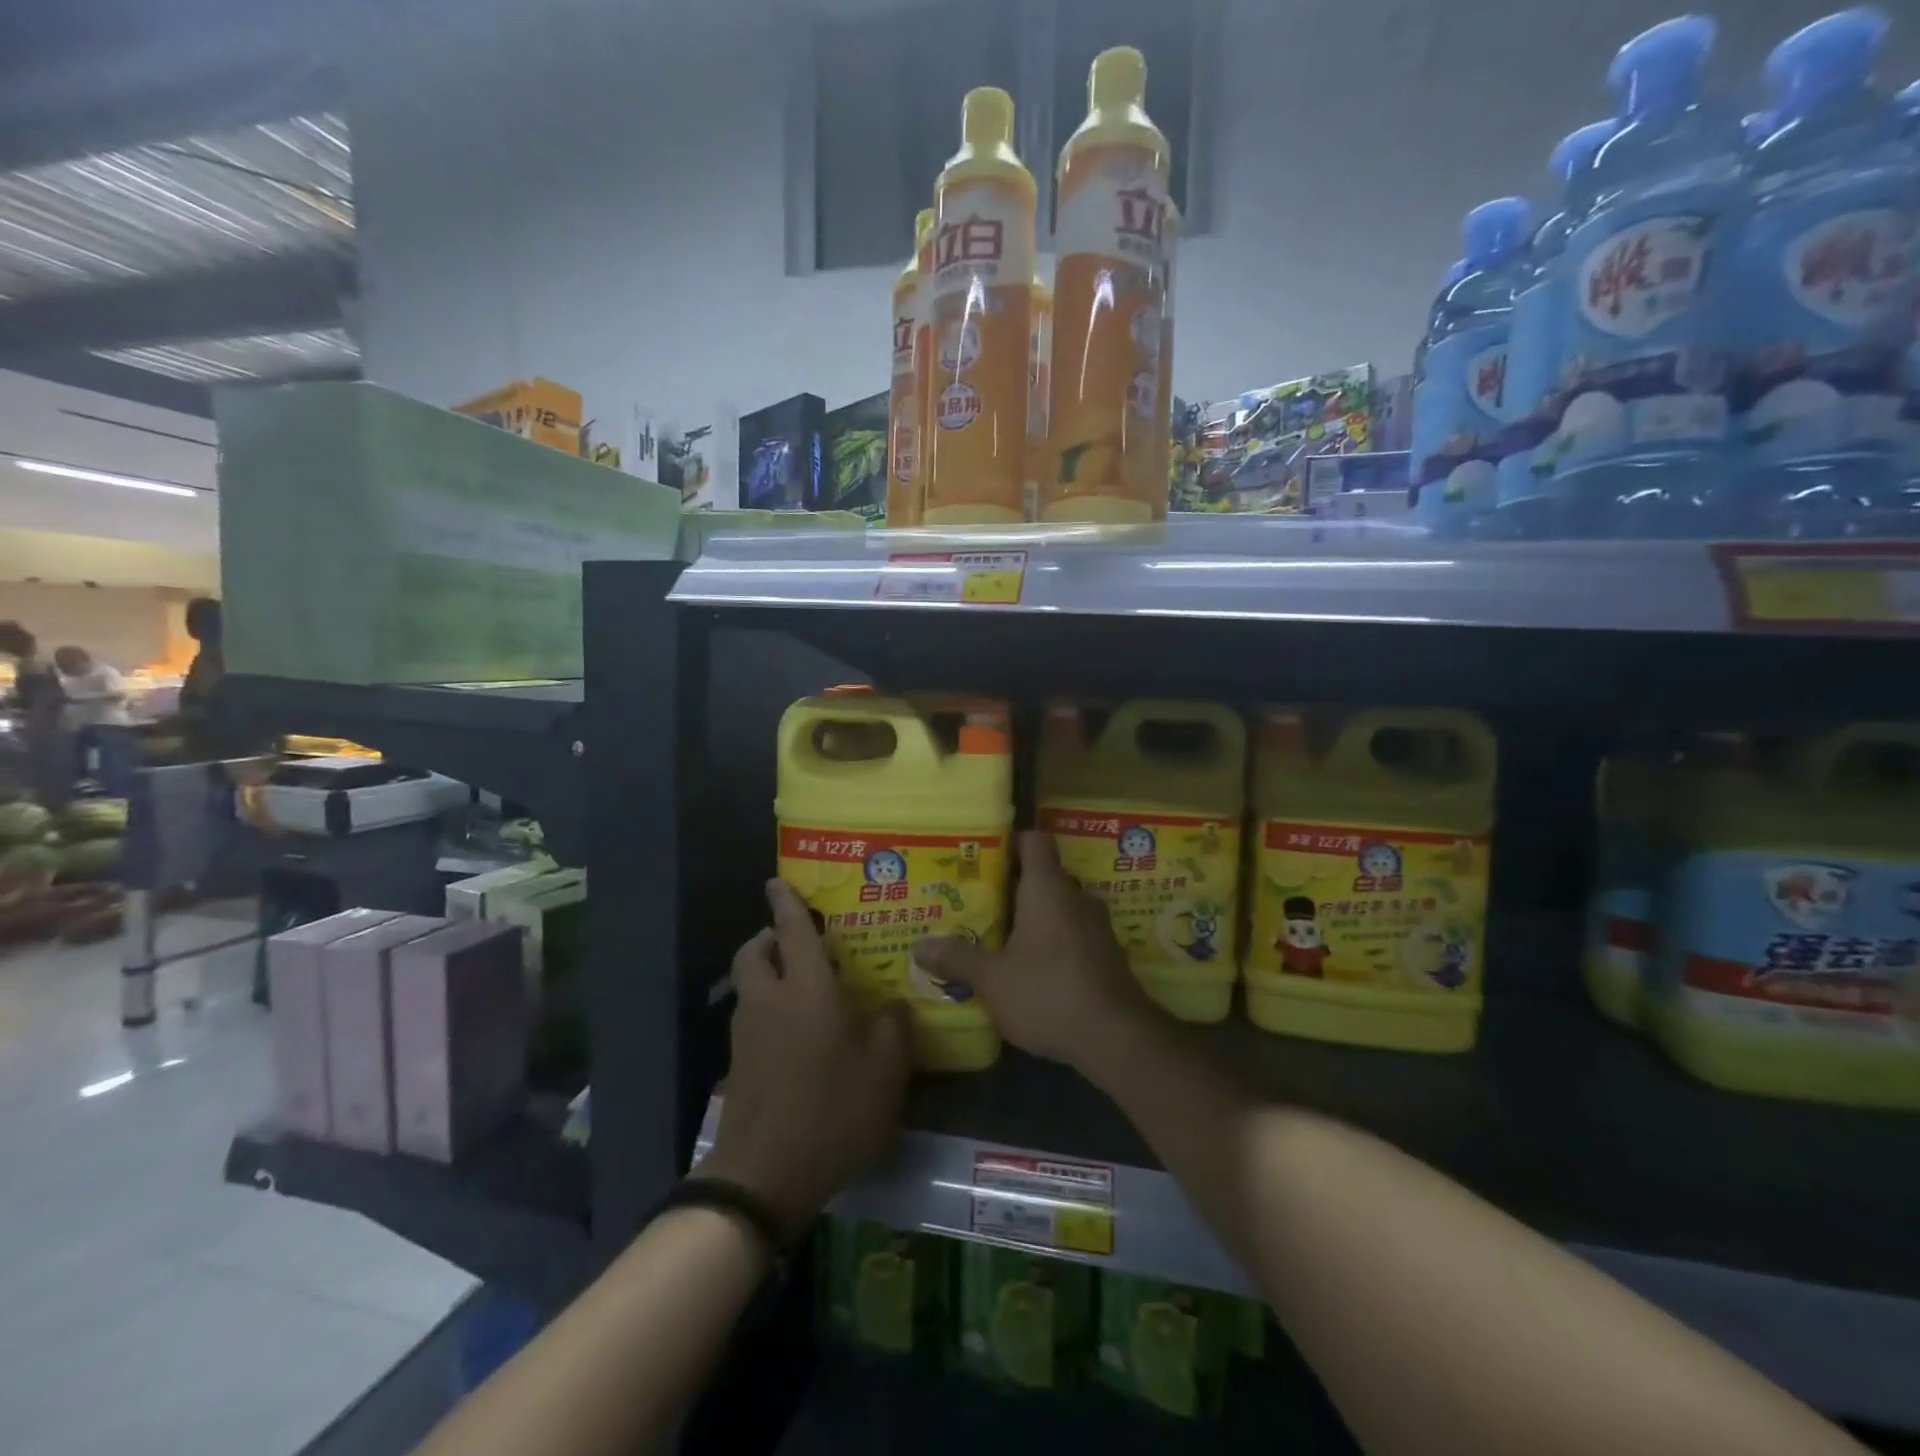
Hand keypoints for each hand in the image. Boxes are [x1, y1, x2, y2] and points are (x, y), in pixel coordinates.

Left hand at [699, 879, 912, 1239]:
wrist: (765, 1176)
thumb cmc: (832, 1110)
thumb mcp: (886, 1070)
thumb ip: (894, 1026)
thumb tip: (891, 1005)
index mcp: (807, 990)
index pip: (792, 930)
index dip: (786, 902)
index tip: (777, 880)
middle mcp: (770, 1001)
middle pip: (754, 952)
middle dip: (769, 937)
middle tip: (799, 940)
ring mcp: (747, 1034)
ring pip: (750, 985)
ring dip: (768, 972)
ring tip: (805, 986)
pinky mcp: (738, 1064)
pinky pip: (752, 1017)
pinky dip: (768, 1008)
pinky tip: (798, 1034)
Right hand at [911, 831, 1161, 1078]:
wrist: (1117, 1038)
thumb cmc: (1049, 992)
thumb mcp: (992, 979)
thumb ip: (957, 959)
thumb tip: (919, 946)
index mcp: (1048, 888)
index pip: (1034, 840)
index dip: (1011, 841)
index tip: (983, 854)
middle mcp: (1076, 898)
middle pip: (1043, 876)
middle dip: (1012, 887)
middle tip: (977, 901)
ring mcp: (1097, 927)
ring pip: (1058, 908)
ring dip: (1032, 918)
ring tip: (998, 936)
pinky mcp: (1107, 956)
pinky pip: (1072, 935)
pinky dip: (1051, 943)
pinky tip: (1029, 969)